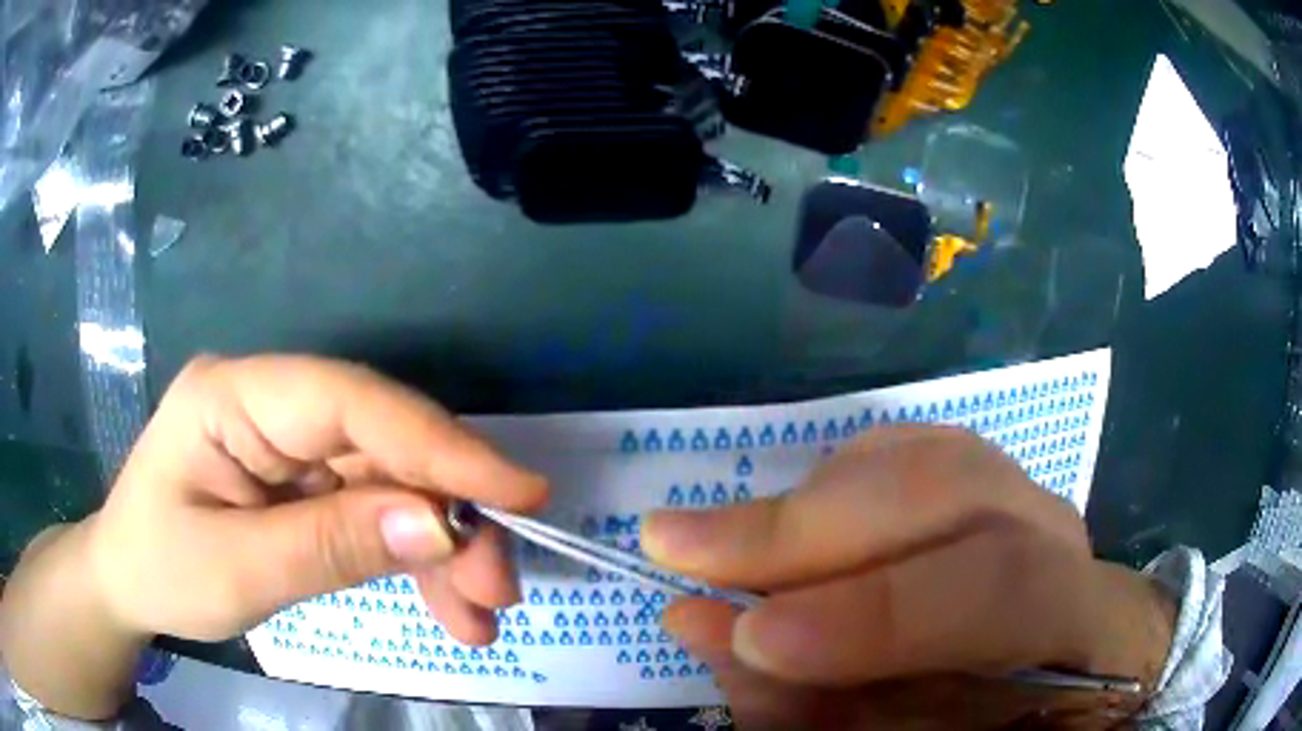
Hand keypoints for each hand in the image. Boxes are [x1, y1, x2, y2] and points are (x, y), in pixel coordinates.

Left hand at [88, 355, 547, 644]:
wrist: (127, 582)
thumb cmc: (159, 568)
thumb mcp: (237, 570)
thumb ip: (330, 546)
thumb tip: (438, 527)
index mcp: (234, 396)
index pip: (348, 400)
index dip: (437, 442)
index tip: (519, 492)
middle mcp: (272, 403)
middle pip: (381, 445)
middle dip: (448, 517)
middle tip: (500, 590)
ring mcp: (290, 442)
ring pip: (390, 482)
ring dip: (441, 550)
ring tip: (480, 615)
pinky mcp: (303, 480)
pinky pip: (374, 512)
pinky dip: (414, 561)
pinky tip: (447, 606)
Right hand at [643, 427, 1175, 729]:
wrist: (1056, 681)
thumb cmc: (990, 724)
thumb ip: (818, 707)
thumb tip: (709, 632)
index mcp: (1084, 618)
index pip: (1003, 588)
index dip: (878, 613)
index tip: (752, 639)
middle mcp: (1061, 535)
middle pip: (953, 488)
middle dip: (808, 524)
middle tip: (677, 545)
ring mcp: (1026, 493)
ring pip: (922, 455)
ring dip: (808, 501)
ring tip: (720, 542)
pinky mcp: (988, 477)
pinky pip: (907, 449)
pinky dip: (832, 480)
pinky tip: (796, 523)